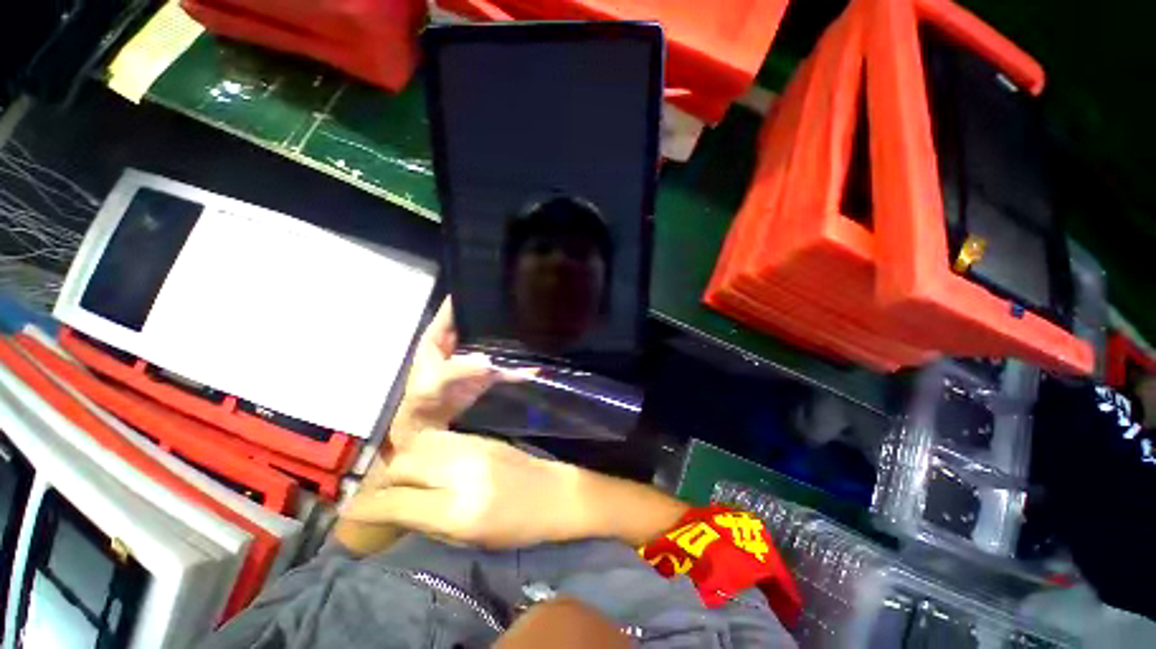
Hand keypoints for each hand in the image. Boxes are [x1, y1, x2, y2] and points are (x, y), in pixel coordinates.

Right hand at [341, 429, 583, 548]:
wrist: (554, 492)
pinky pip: (440, 438)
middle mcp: (462, 472)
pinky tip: (423, 459)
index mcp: (459, 509)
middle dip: (383, 479)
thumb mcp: (469, 538)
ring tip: (399, 475)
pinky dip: (423, 448)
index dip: (368, 506)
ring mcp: (473, 448)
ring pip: (419, 445)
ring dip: (401, 459)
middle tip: (379, 492)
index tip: (351, 510)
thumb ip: (427, 522)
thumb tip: (393, 510)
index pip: (398, 501)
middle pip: (404, 465)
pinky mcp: (481, 437)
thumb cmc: (517, 526)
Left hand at [391, 299, 532, 446]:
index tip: (491, 282)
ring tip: (533, 325)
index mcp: (439, 336)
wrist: (430, 425)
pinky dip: (517, 366)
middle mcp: (459, 340)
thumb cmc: (424, 399)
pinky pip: (504, 364)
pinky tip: (535, 365)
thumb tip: (490, 362)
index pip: (454, 307)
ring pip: (493, 341)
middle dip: (496, 314)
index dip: (469, 294)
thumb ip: (460, 370)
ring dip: (509, 338)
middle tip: (520, 303)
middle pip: (479, 321)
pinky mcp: (486, 371)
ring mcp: (475, 355)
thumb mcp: (436, 382)